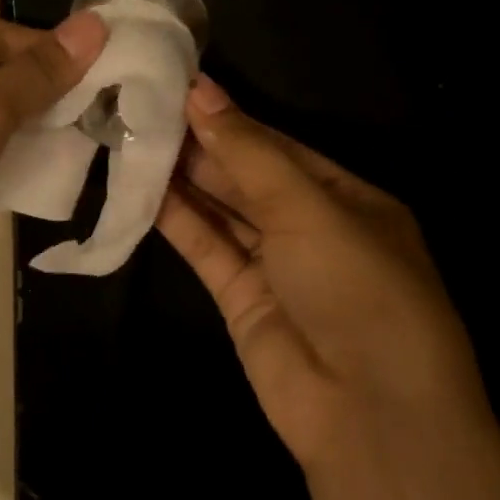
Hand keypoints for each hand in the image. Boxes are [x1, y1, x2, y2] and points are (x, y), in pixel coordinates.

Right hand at [156, 76, 486, 473]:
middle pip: (247, 177)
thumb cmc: (357, 288)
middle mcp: (311, 228)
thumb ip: (248, 153)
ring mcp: (275, 266)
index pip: (279, 147)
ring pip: (221, 211)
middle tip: (142, 111)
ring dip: (182, 180)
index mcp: (348, 198)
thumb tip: (200, 92)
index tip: (178, 89)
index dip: (230, 119)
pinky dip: (176, 221)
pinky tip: (141, 191)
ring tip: (132, 139)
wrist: (367, 411)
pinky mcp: (240, 299)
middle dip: (200, 147)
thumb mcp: (308, 209)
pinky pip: (205, 248)